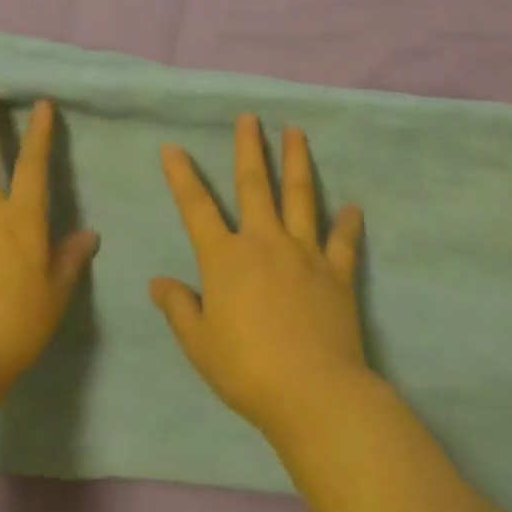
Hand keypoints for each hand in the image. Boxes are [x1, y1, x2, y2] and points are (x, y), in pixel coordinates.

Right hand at [150, 115, 368, 440]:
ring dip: (296, 162)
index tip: (172, 147)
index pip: (196, 207)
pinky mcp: (337, 273)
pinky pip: (343, 242)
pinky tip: (354, 208)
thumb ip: (179, 308)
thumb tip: (158, 281)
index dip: (182, 175)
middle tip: (250, 117)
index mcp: (225, 258)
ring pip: (300, 197)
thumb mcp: (200, 344)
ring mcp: (304, 254)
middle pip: (254, 185)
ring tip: (296, 132)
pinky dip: (347, 224)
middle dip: (249, 148)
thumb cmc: (248, 370)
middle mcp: (264, 243)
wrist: (315, 394)